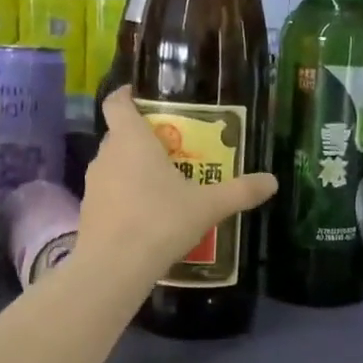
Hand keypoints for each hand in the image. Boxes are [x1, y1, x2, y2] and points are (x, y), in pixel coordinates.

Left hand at [80, 88, 276, 282]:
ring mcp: (93, 185)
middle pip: (120, 135)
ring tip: (164, 183)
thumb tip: (273, 181)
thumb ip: (240, 192)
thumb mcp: (207, 206)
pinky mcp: (89, 213)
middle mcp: (106, 156)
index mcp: (131, 140)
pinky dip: (126, 196)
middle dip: (143, 137)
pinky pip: (110, 193)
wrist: (114, 267)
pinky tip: (148, 216)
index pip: (117, 103)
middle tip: (173, 147)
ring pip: (114, 165)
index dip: (126, 95)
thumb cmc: (160, 221)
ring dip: (134, 169)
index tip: (140, 95)